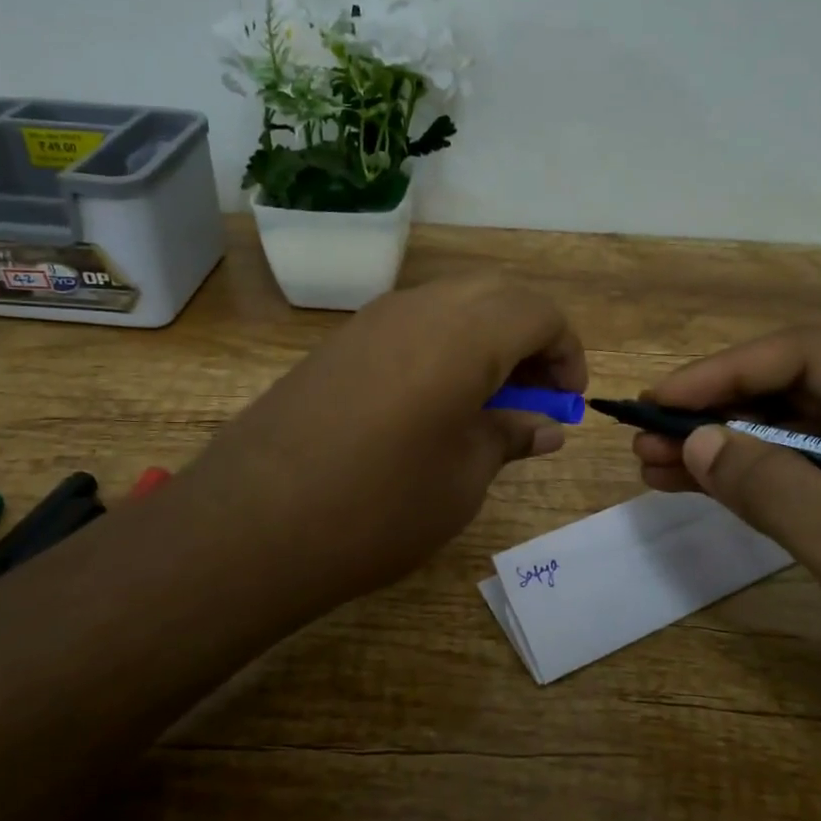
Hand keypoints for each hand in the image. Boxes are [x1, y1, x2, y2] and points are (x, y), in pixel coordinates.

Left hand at [171, 275, 584, 614]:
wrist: (252, 524)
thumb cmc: (380, 505)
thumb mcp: (463, 477)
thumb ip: (510, 437)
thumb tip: (545, 426)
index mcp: (464, 333)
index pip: (540, 312)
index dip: (567, 353)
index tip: (567, 401)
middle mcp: (419, 308)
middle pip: (497, 296)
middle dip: (530, 338)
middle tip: (533, 396)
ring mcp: (371, 320)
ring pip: (451, 305)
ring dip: (485, 340)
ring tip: (486, 403)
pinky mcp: (339, 343)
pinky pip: (411, 325)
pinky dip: (442, 347)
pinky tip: (433, 404)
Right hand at [634, 329, 820, 813]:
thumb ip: (780, 490)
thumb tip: (697, 439)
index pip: (811, 357)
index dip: (730, 369)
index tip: (665, 401)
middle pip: (791, 392)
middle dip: (714, 407)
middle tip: (645, 435)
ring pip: (782, 438)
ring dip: (717, 443)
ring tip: (651, 462)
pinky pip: (787, 484)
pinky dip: (736, 482)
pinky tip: (690, 488)